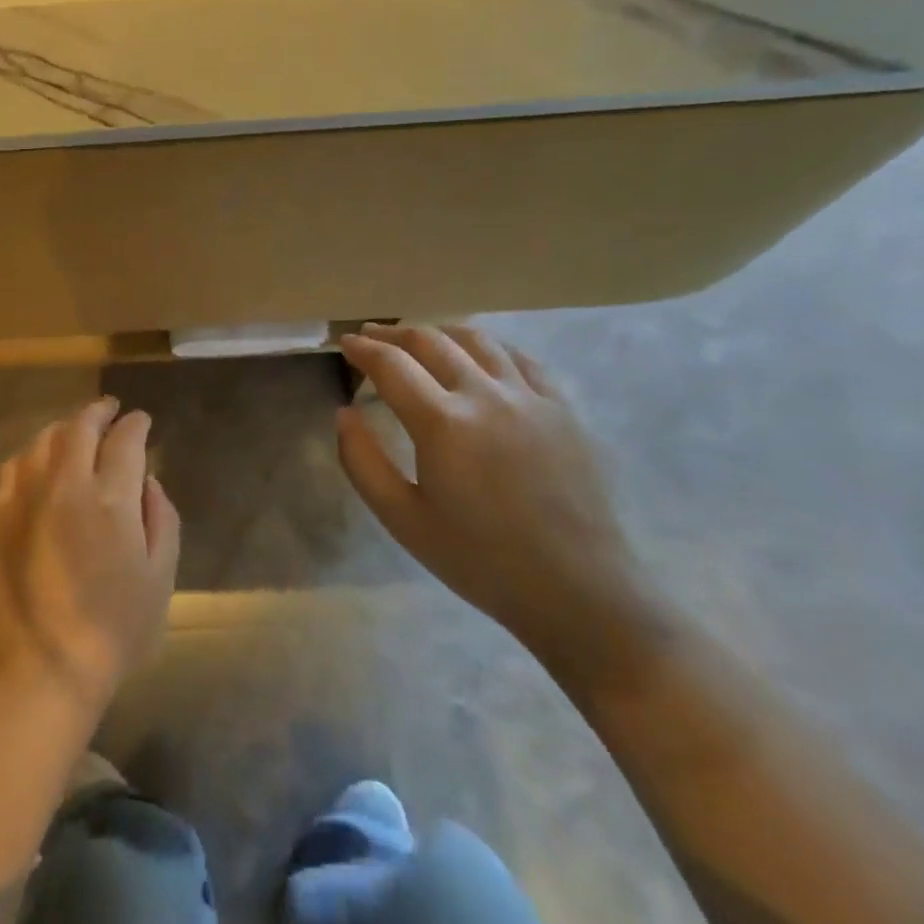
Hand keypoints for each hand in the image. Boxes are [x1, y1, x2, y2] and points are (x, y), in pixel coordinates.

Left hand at [0, 397, 181, 720]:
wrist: (42, 667)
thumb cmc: (114, 628)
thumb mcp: (160, 576)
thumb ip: (160, 518)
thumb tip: (147, 481)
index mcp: (110, 499)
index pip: (125, 440)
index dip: (136, 424)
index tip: (142, 421)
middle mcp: (66, 485)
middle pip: (80, 427)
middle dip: (100, 411)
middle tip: (112, 410)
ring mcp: (26, 496)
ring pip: (45, 438)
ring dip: (66, 426)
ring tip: (79, 429)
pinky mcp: (0, 514)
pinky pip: (15, 464)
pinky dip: (34, 451)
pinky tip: (42, 458)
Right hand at [336, 324, 649, 665]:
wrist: (579, 591)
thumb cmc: (481, 561)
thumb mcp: (403, 520)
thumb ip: (362, 462)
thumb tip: (344, 413)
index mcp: (443, 423)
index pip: (391, 365)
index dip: (362, 349)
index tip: (345, 344)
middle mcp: (485, 395)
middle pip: (431, 341)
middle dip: (393, 334)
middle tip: (371, 337)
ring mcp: (529, 397)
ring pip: (477, 340)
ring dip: (439, 332)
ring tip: (419, 339)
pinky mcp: (562, 408)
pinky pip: (520, 358)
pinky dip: (488, 347)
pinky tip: (479, 356)